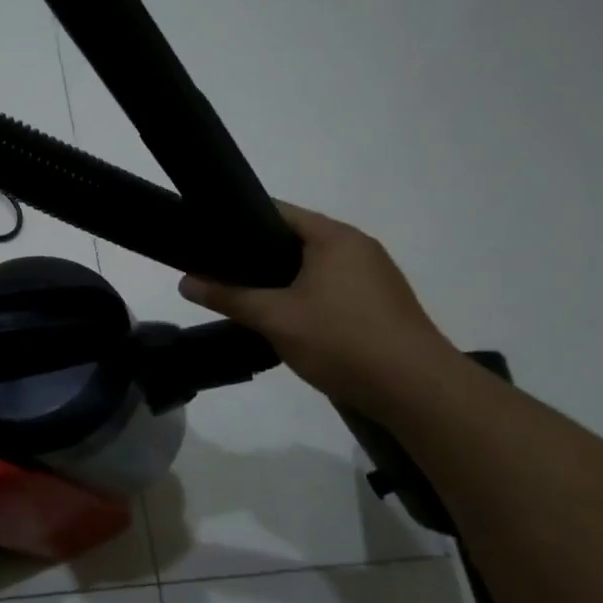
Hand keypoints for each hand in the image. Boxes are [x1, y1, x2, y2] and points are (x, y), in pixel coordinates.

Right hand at [180, 202, 457, 409]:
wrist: (417, 390)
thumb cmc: (342, 340)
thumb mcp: (275, 318)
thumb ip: (229, 297)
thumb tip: (185, 282)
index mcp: (334, 237)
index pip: (278, 212)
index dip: (241, 222)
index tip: (210, 239)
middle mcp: (359, 247)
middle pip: (297, 239)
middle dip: (259, 256)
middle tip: (222, 273)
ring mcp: (376, 276)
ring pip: (316, 267)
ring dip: (285, 280)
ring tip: (249, 298)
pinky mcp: (383, 304)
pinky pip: (335, 288)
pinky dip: (308, 297)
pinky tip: (290, 321)